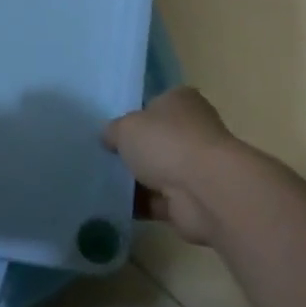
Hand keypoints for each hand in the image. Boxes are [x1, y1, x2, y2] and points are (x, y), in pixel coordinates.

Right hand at [103, 86, 239, 245]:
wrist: (205, 191)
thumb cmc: (166, 143)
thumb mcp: (126, 127)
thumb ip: (114, 131)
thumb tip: (110, 137)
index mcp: (182, 101)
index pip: (155, 104)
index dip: (134, 115)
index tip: (111, 130)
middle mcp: (192, 130)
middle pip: (156, 139)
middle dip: (133, 151)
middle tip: (102, 158)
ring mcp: (194, 167)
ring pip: (157, 171)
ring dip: (135, 180)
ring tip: (100, 183)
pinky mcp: (190, 200)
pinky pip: (157, 201)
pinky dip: (139, 205)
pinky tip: (112, 206)